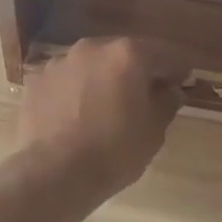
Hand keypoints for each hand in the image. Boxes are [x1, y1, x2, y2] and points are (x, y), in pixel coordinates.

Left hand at [16, 37, 189, 198]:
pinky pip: (67, 80)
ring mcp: (60, 62)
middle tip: (147, 95)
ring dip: (105, 78)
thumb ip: (166, 103)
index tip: (184, 82)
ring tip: (107, 106)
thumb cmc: (113, 152)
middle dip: (138, 71)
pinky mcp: (37, 80)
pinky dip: (77, 90)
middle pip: (125, 53)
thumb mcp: (153, 132)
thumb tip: (171, 90)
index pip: (165, 54)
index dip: (178, 69)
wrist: (52, 173)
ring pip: (93, 65)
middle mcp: (93, 48)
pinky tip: (78, 114)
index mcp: (128, 54)